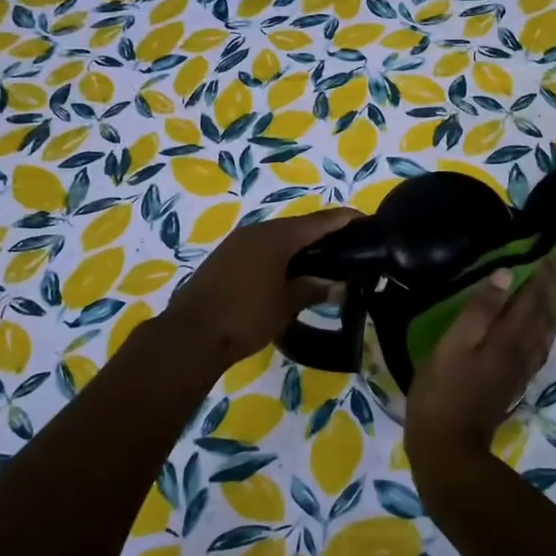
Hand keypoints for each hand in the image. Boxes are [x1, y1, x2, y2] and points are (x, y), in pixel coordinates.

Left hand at [158, 207, 360, 372]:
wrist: (190, 335)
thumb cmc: (245, 316)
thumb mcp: (286, 305)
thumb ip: (313, 289)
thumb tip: (338, 285)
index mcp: (277, 236)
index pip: (320, 221)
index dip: (344, 219)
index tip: (366, 220)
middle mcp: (257, 231)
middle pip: (298, 226)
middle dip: (323, 234)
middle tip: (347, 247)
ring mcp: (237, 243)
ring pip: (277, 238)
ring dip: (299, 247)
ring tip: (323, 261)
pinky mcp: (224, 259)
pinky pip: (261, 249)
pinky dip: (280, 256)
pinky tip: (289, 273)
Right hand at [404, 257, 555, 483]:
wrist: (448, 448)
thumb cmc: (442, 392)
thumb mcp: (452, 345)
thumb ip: (479, 310)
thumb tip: (505, 274)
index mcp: (507, 339)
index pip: (532, 299)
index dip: (542, 276)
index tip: (550, 254)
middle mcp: (522, 352)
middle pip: (544, 315)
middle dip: (551, 289)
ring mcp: (520, 371)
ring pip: (545, 333)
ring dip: (551, 309)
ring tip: (551, 291)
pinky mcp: (513, 384)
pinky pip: (539, 348)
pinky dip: (544, 331)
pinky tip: (538, 331)